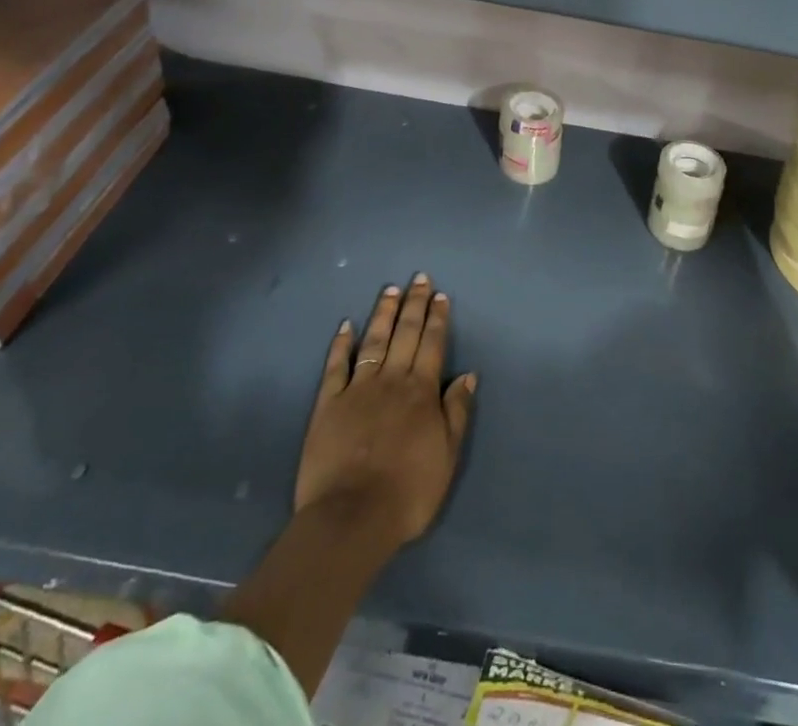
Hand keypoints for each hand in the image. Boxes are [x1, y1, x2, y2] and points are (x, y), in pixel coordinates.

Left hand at [295, 275, 476, 547]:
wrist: (351, 518)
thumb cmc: (408, 492)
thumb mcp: (447, 456)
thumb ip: (457, 412)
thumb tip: (468, 374)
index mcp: (421, 391)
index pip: (432, 344)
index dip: (437, 318)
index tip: (440, 295)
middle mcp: (391, 380)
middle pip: (405, 334)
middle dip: (414, 304)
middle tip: (419, 278)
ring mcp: (357, 389)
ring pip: (373, 341)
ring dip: (383, 314)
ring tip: (390, 290)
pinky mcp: (328, 404)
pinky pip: (336, 366)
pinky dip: (341, 344)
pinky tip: (345, 325)